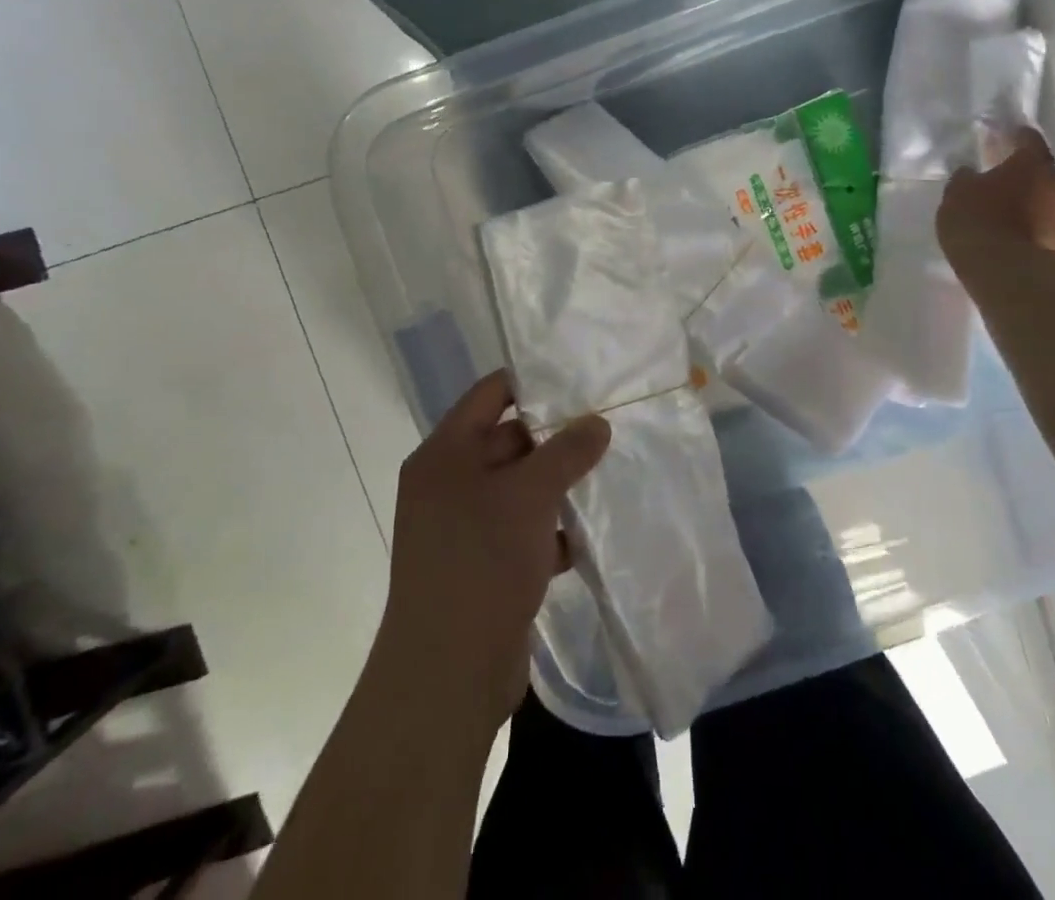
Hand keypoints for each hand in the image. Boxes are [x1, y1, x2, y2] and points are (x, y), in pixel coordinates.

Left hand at [378, 371, 610, 730]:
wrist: (447, 676)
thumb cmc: (482, 562)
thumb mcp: (530, 494)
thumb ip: (567, 451)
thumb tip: (598, 423)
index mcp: (445, 454)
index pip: (490, 394)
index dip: (533, 381)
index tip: (580, 379)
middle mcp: (448, 484)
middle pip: (508, 440)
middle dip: (556, 438)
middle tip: (607, 428)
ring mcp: (463, 528)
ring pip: (519, 489)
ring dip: (558, 486)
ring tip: (609, 474)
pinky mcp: (482, 566)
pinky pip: (522, 530)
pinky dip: (552, 530)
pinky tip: (589, 534)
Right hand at [937, 127, 1054, 264]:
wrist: (1006, 273)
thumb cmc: (977, 222)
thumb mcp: (956, 193)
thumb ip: (967, 178)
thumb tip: (972, 174)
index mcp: (1032, 164)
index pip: (1029, 140)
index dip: (1017, 139)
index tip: (1007, 141)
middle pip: (1047, 176)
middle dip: (1031, 182)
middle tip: (1009, 193)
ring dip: (1044, 212)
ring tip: (1022, 227)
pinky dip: (1050, 240)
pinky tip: (1033, 250)